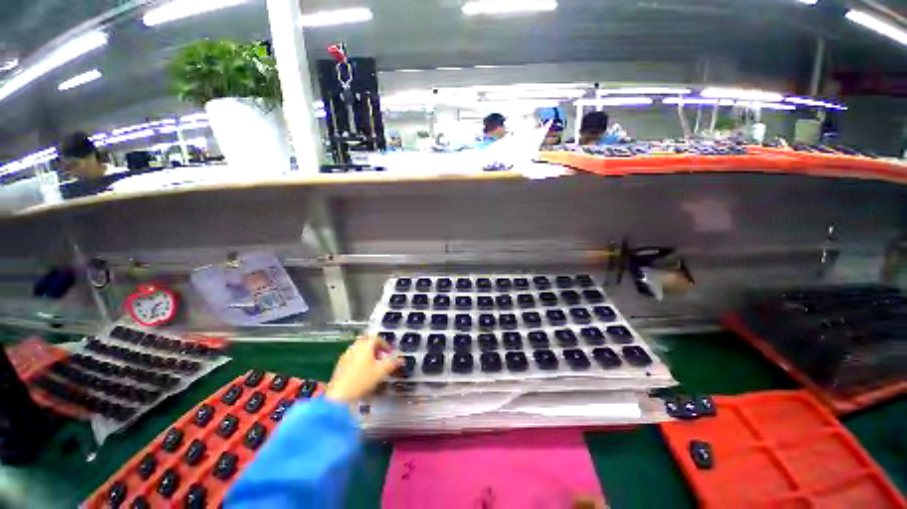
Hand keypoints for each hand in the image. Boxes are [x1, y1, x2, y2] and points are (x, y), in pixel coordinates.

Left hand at [325, 336, 400, 402]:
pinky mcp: (340, 363)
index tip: (390, 352)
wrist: (339, 395)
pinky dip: (359, 359)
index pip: (378, 338)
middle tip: (381, 357)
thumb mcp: (381, 372)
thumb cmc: (362, 380)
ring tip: (373, 365)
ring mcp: (346, 354)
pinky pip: (353, 356)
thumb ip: (392, 363)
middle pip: (367, 342)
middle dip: (376, 348)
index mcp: (365, 345)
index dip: (386, 345)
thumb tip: (401, 359)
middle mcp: (355, 346)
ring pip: (359, 348)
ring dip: (367, 353)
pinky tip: (362, 371)